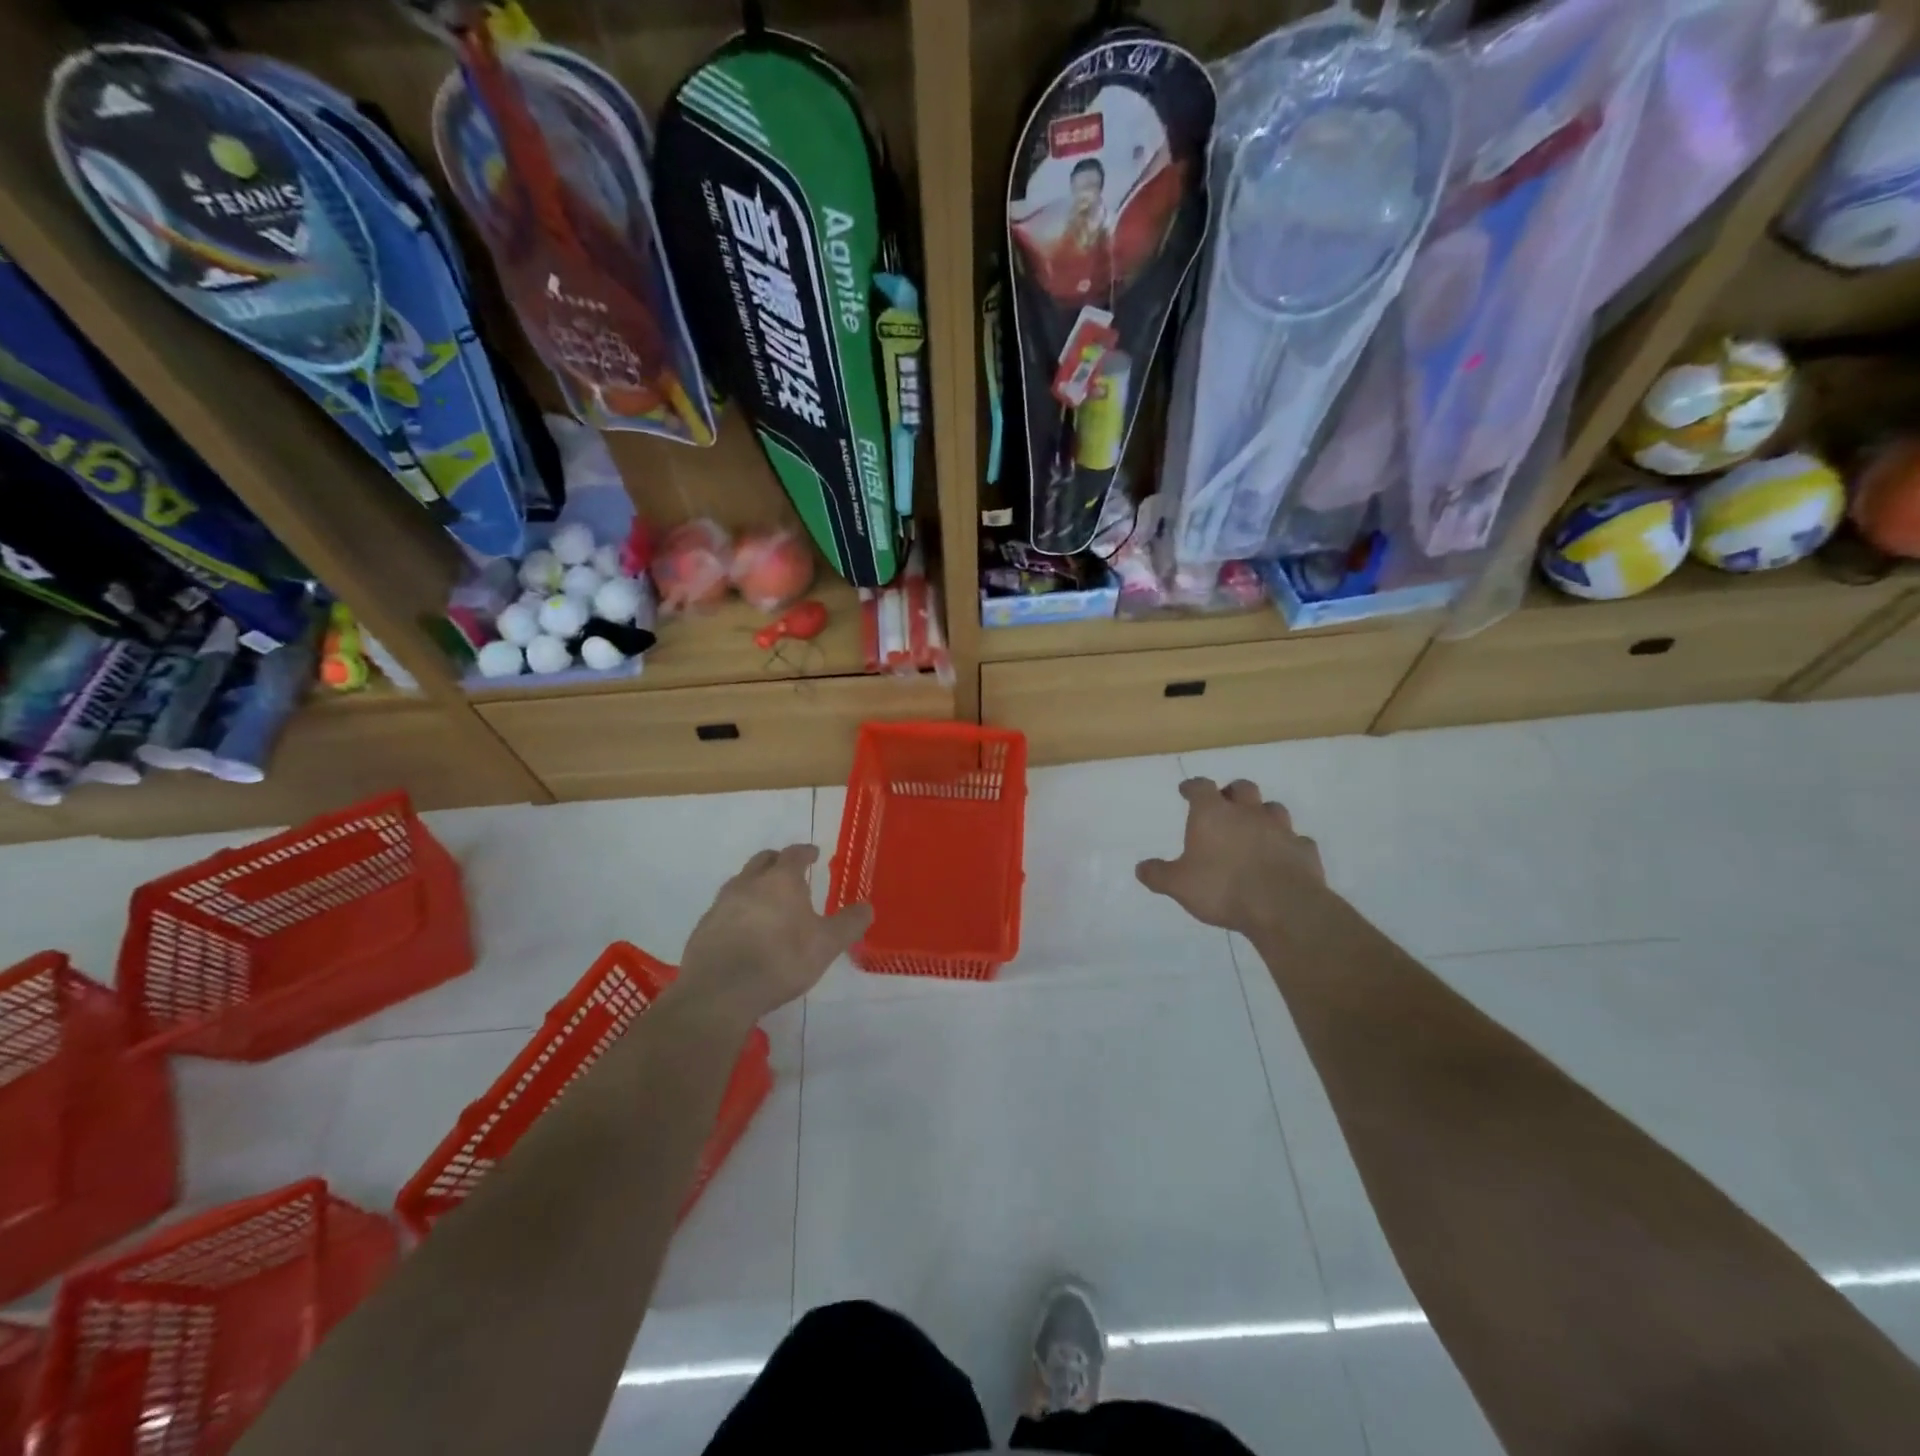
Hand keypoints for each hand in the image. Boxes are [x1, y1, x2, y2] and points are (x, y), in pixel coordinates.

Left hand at [675, 845, 871, 1025]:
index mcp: (781, 880)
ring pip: (740, 883)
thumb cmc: (780, 960)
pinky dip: (737, 911)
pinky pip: (724, 909)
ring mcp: (722, 904)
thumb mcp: (826, 945)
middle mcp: (748, 883)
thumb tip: (867, 907)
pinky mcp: (703, 927)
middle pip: (763, 861)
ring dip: (755, 886)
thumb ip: (848, 924)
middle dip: (777, 862)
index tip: (814, 854)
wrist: (720, 991)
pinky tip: (744, 931)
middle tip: (789, 872)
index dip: (806, 852)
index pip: (794, 854)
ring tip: (767, 903)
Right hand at [1137, 778, 1325, 934]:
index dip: (1192, 787)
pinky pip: (1296, 840)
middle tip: (1225, 804)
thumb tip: (1141, 867)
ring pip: (1272, 809)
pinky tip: (1283, 856)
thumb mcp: (1179, 885)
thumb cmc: (1222, 888)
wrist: (1282, 906)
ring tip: (1255, 828)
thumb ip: (1158, 874)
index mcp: (1213, 815)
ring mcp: (1280, 829)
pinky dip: (1288, 845)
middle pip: (1242, 788)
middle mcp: (1247, 813)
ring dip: (1262, 814)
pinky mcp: (1304, 850)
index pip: (1200, 787)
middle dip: (1232, 792)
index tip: (1187, 790)